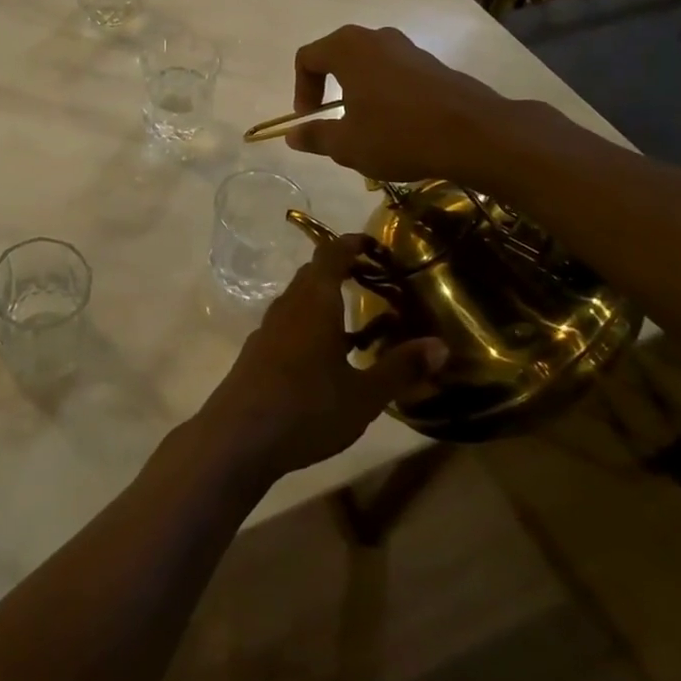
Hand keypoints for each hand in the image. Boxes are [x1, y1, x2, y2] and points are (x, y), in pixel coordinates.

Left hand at [196, 235, 447, 483]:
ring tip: (356, 322)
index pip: (331, 255)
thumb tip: (441, 345)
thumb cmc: (307, 408)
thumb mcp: (364, 394)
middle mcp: (288, 306)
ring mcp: (268, 329)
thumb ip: (401, 368)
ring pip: (299, 300)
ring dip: (325, 300)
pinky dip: (310, 324)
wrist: (239, 436)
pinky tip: (325, 356)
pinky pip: (288, 323)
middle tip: (373, 281)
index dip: (351, 244)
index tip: (374, 244)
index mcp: (315, 302)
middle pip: (313, 275)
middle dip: (341, 270)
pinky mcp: (257, 352)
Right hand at [286, 24, 522, 182]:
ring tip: (365, 127)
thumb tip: (293, 135)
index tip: (309, 119)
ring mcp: (409, 48)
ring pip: (369, 65)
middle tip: (332, 120)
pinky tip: (397, 126)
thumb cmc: (398, 135)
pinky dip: (385, 94)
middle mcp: (376, 39)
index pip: (307, 58)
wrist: (475, 135)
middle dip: (328, 88)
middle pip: (338, 56)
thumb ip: (315, 136)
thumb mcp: (347, 145)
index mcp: (348, 49)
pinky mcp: (433, 64)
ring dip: (358, 91)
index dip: (300, 89)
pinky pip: (395, 73)